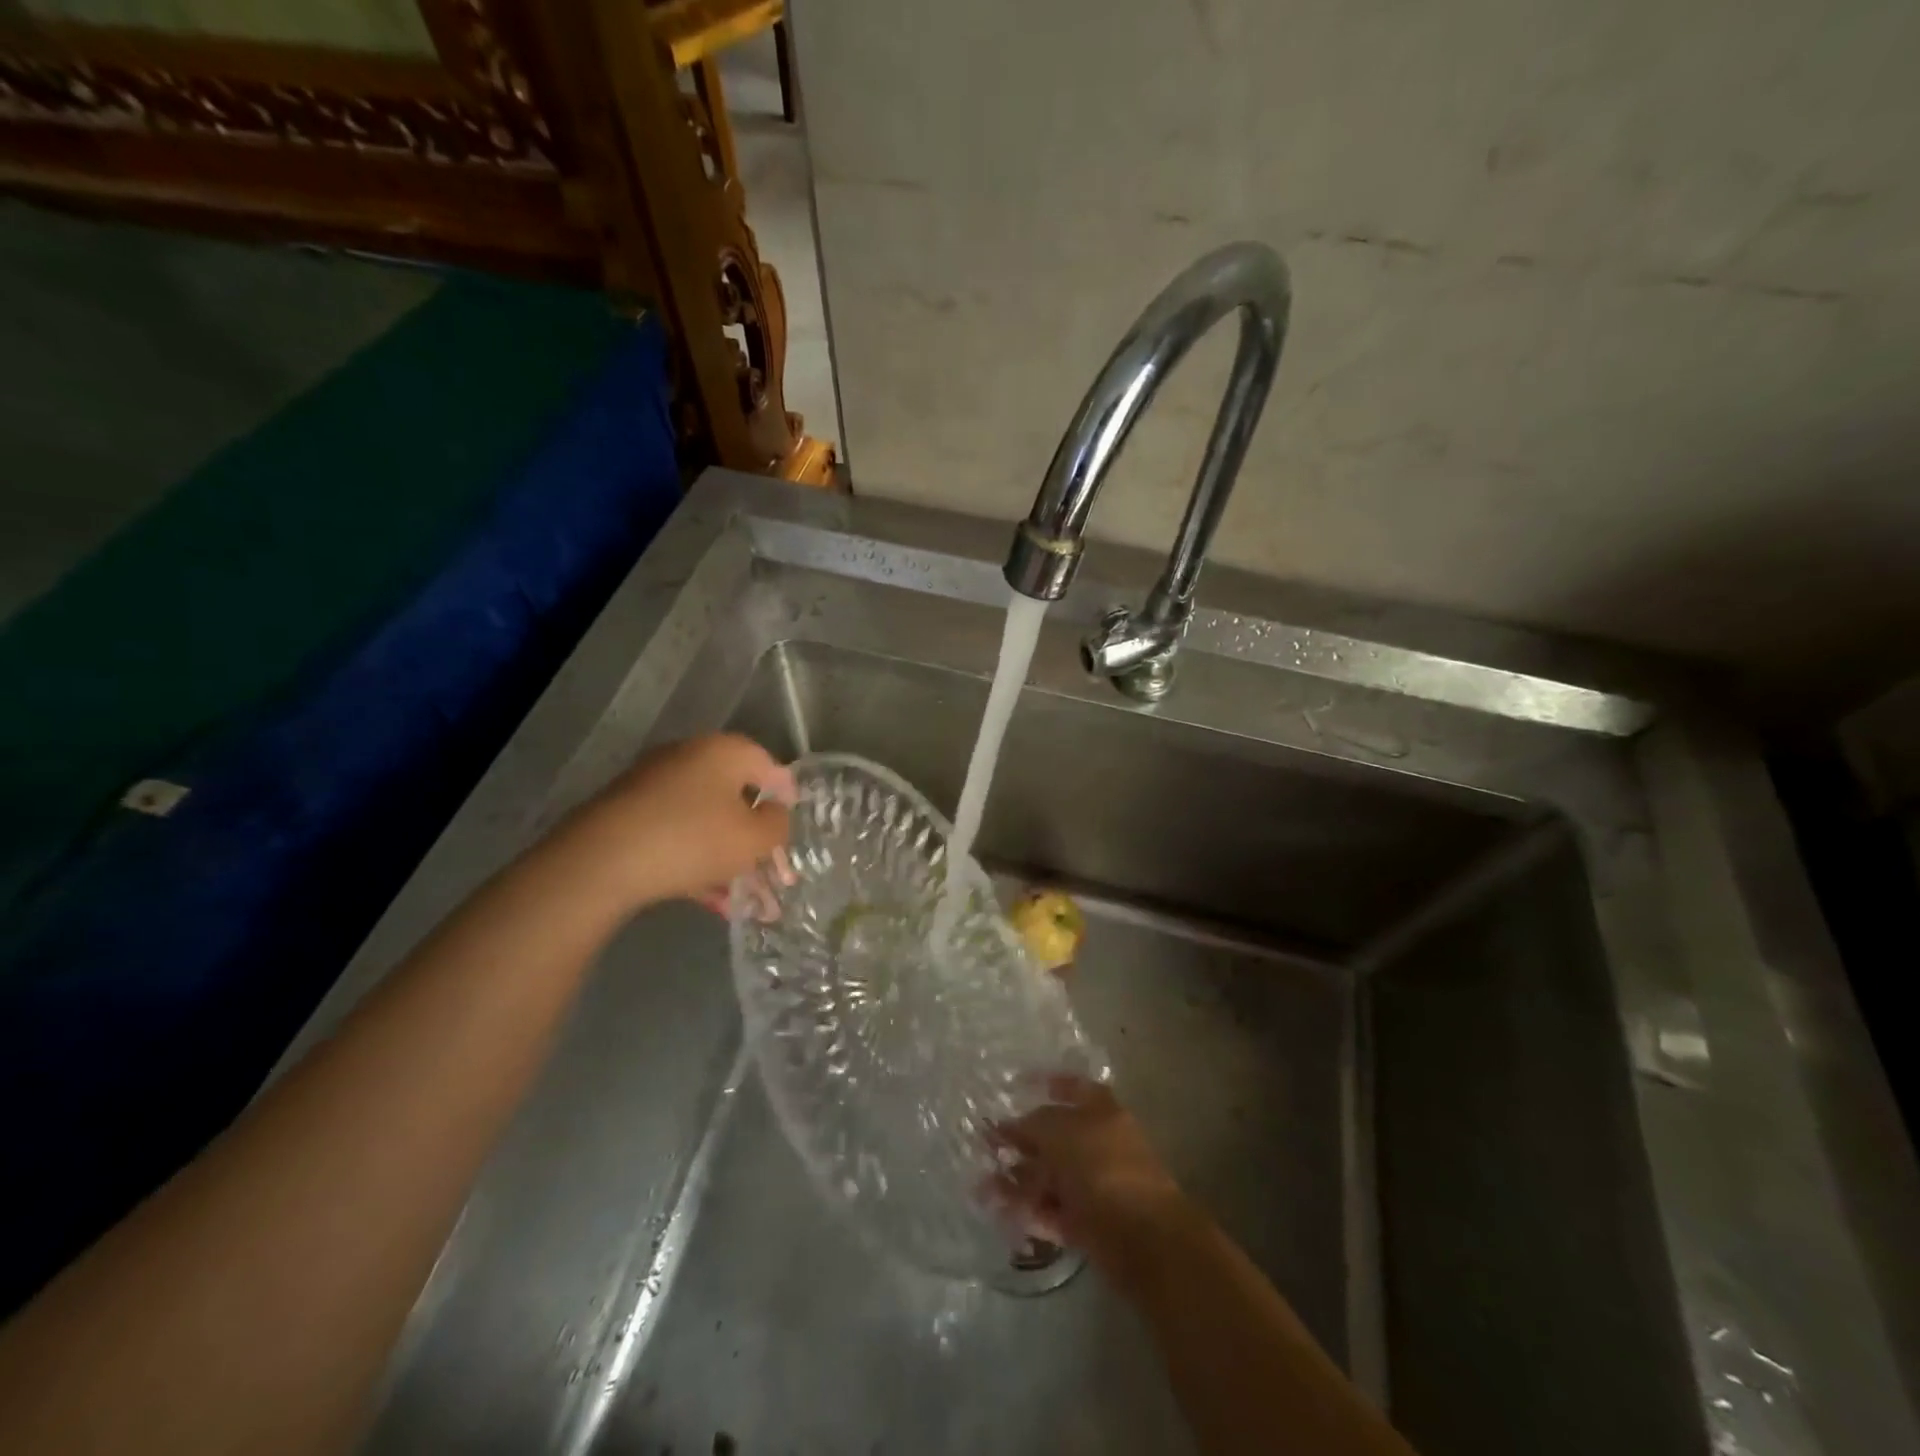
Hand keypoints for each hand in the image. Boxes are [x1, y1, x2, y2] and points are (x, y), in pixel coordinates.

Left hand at [565, 734, 793, 910]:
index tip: (795, 829)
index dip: (788, 799)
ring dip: (730, 860)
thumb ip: (777, 825)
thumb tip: (774, 814)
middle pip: (736, 799)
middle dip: (758, 841)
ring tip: (746, 902)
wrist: (600, 862)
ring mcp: (654, 786)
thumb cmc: (693, 839)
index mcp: (724, 752)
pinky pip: (678, 836)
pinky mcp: (629, 816)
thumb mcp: (753, 839)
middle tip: (774, 875)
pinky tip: (713, 902)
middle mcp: (689, 759)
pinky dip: (698, 863)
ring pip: (707, 823)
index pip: (770, 767)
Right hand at [993, 1076, 1188, 1282]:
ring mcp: (1096, 1186)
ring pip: (1052, 1178)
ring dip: (1018, 1180)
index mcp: (1102, 1113)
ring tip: (982, 1186)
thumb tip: (1009, 1126)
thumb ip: (1031, 1125)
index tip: (1018, 1085)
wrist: (1142, 1237)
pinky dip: (1029, 1211)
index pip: (1075, 1088)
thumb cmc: (1101, 1166)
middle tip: (986, 1146)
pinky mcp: (1090, 1225)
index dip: (1049, 1083)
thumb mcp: (1059, 1132)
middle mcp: (1100, 1145)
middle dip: (1022, 1142)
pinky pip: (1054, 1211)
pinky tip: (1000, 1213)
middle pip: (1056, 1138)